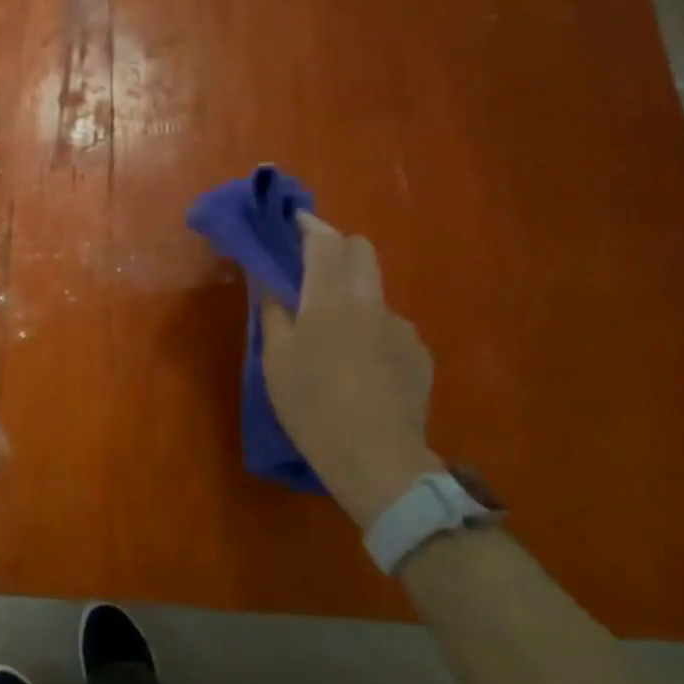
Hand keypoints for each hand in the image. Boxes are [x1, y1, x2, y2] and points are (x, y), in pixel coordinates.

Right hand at [260, 211, 442, 529]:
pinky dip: (370, 330)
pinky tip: (359, 366)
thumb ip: (272, 309)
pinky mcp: (419, 354)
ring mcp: (402, 328)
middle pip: (361, 250)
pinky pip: (389, 325)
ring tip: (333, 337)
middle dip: (335, 248)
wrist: (378, 461)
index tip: (291, 222)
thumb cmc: (313, 407)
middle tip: (308, 272)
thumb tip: (264, 275)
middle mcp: (372, 302)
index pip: (324, 240)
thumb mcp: (277, 359)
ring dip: (351, 295)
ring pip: (373, 291)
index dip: (307, 224)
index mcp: (332, 299)